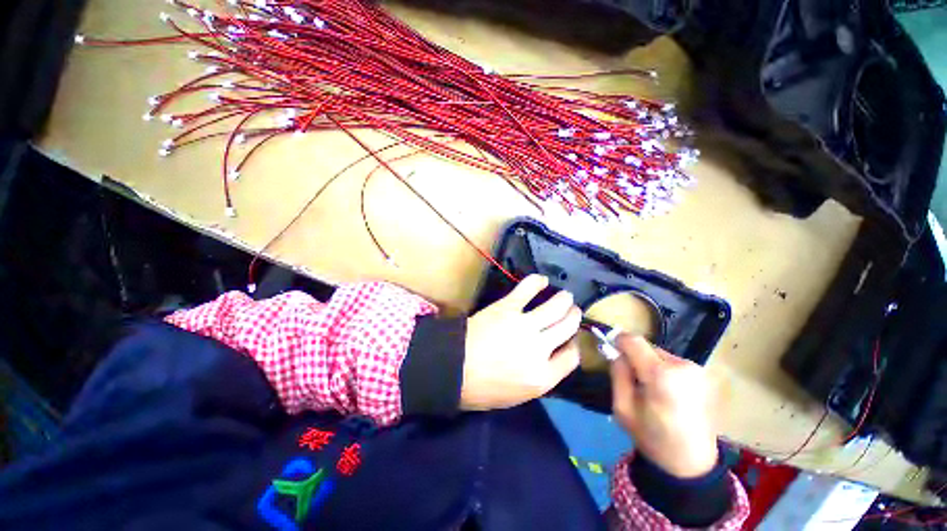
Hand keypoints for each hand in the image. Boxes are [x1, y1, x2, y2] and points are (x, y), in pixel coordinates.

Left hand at [461, 275, 581, 410]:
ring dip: (564, 300)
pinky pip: (527, 290)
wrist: (454, 368)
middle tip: (573, 310)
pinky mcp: (508, 308)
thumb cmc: (482, 389)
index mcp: (543, 377)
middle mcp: (540, 349)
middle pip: (567, 328)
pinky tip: (542, 280)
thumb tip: (549, 358)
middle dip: (573, 317)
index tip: (571, 340)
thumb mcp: (517, 396)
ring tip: (566, 296)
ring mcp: (525, 325)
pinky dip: (536, 282)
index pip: (572, 357)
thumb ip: (539, 377)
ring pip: (555, 307)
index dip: (574, 345)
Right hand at [610, 335, 718, 477]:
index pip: (633, 340)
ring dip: (651, 365)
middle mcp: (683, 366)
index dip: (618, 341)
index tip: (612, 351)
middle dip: (636, 358)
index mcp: (661, 375)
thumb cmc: (653, 438)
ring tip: (652, 390)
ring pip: (660, 355)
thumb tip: (616, 352)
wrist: (693, 464)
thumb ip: (618, 374)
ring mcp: (698, 370)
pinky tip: (668, 394)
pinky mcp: (705, 376)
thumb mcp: (622, 407)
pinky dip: (665, 372)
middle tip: (634, 380)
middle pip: (647, 347)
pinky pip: (674, 364)